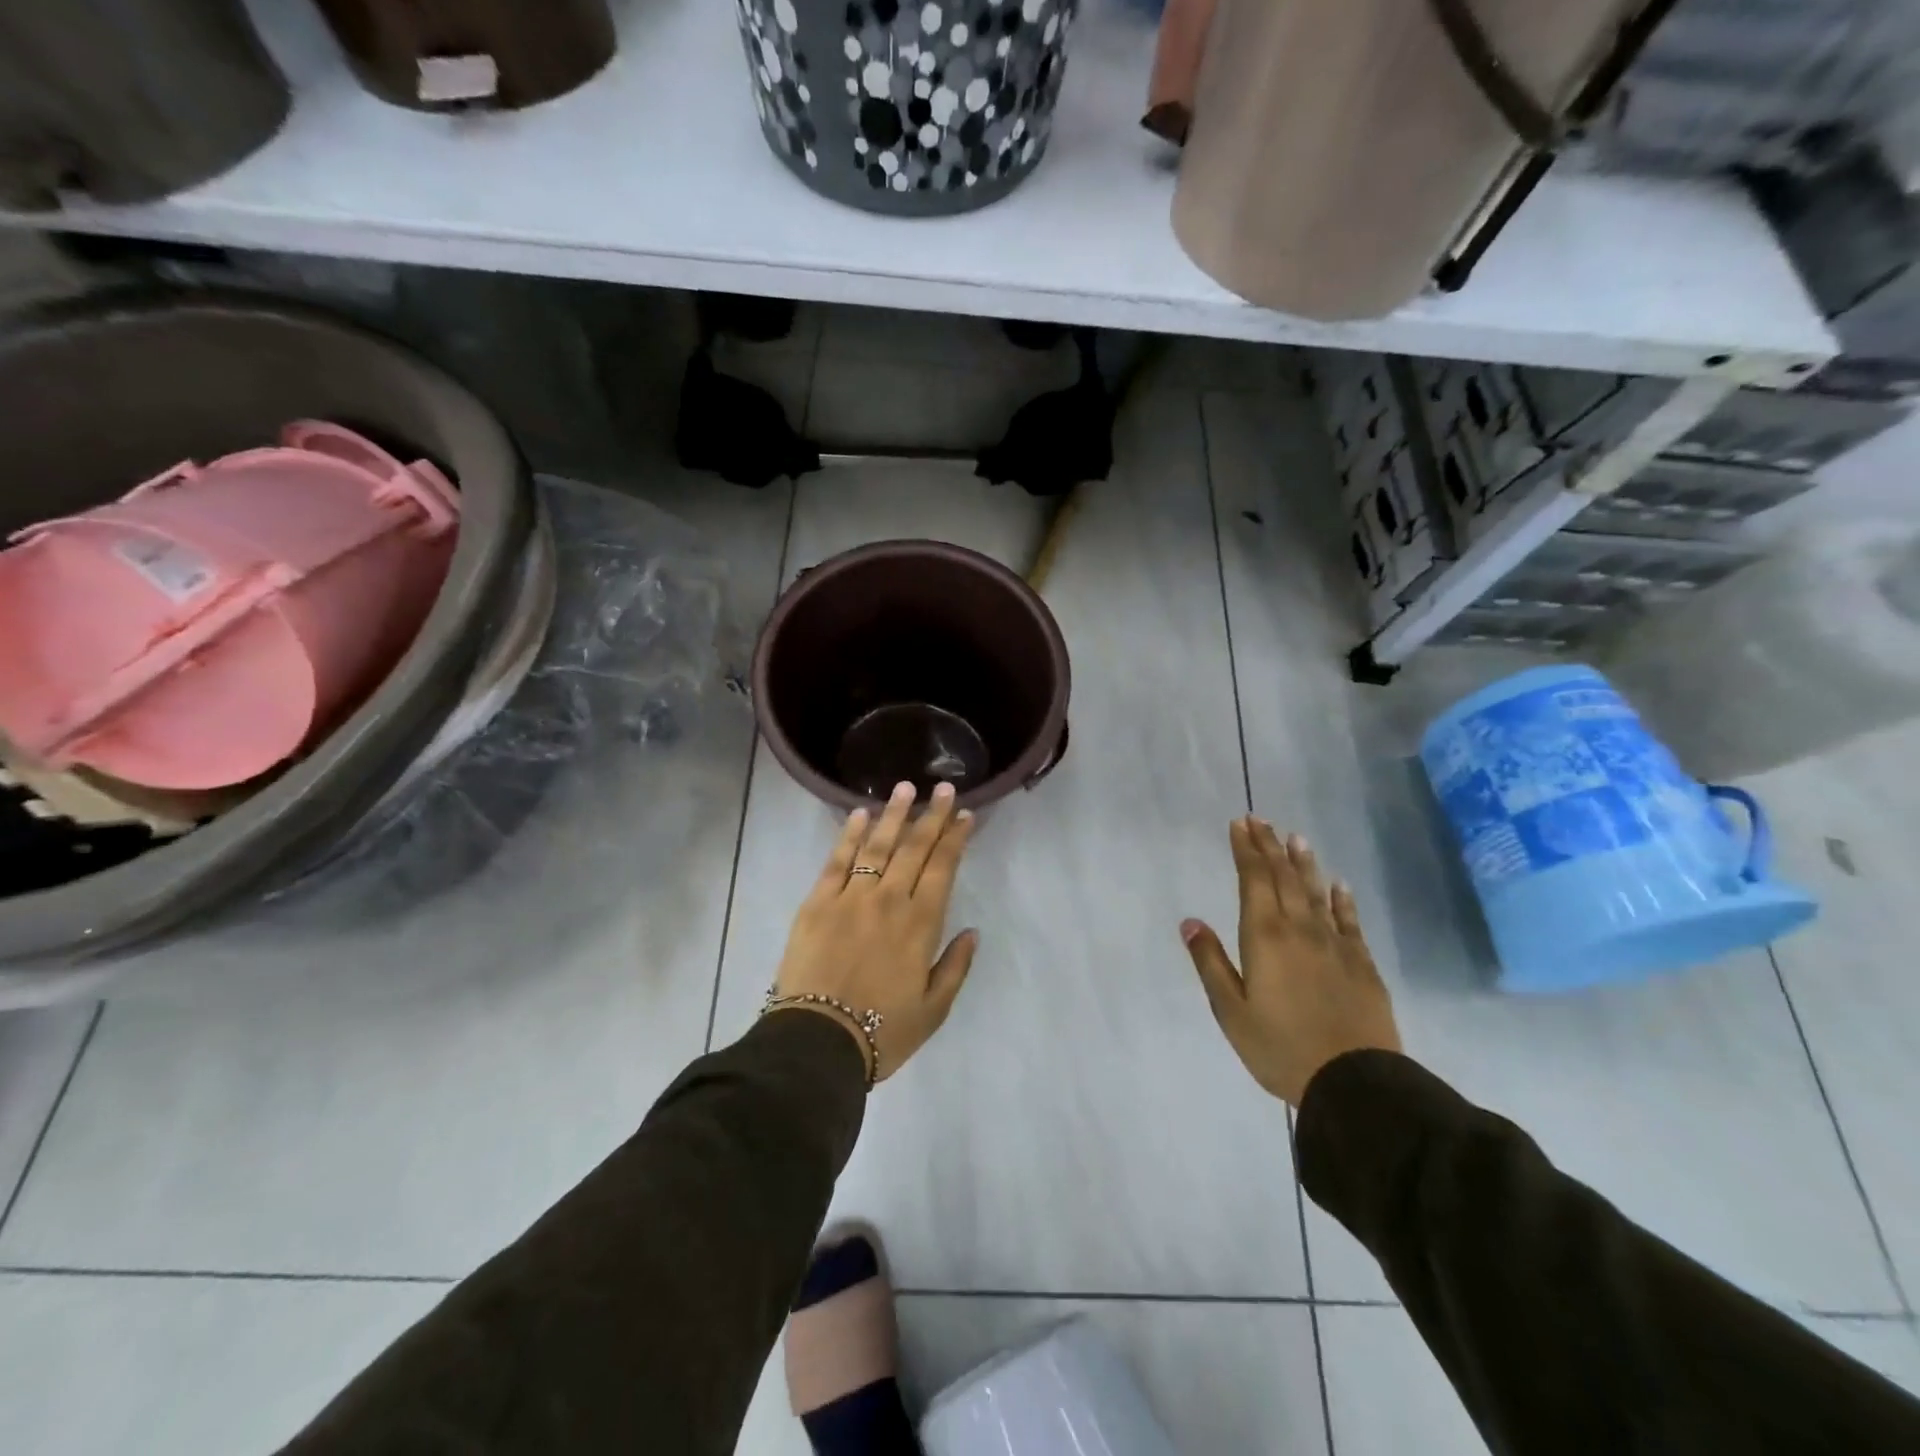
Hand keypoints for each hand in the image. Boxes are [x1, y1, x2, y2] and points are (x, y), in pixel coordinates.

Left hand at [772, 781, 978, 1081]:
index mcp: (921, 924)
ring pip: (877, 845)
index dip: (955, 838)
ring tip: (905, 788)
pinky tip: (860, 814)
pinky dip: (850, 835)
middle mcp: (889, 900)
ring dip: (893, 814)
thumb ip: (956, 966)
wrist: (816, 1043)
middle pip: (914, 848)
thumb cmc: (881, 1032)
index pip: (943, 868)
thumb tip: (972, 931)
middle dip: (932, 816)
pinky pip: (837, 860)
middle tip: (944, 788)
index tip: (965, 814)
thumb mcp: (934, 1010)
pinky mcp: (817, 902)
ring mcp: (851, 897)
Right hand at [1181, 818, 1400, 1105]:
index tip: (1239, 824)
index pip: (1254, 881)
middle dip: (1270, 847)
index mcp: (1265, 937)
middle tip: (1261, 820)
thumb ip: (1210, 962)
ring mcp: (1335, 945)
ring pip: (1316, 893)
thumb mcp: (1231, 1011)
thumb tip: (1190, 922)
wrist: (1356, 1083)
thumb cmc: (1280, 1048)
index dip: (1246, 850)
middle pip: (1284, 878)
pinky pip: (1349, 921)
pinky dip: (1341, 900)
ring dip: (1304, 864)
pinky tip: (1339, 885)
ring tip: (1296, 838)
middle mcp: (1300, 929)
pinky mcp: (1362, 964)